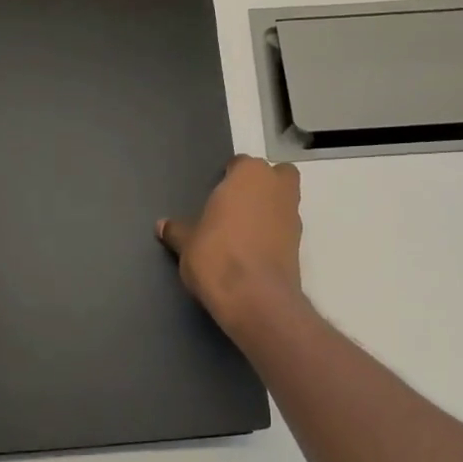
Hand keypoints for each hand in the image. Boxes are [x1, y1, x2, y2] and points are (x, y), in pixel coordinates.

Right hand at [158, 155, 302, 330]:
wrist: (254, 297)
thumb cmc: (216, 256)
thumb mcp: (187, 243)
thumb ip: (177, 230)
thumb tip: (162, 226)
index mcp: (249, 174)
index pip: (240, 164)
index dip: (228, 179)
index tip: (215, 198)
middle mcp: (276, 187)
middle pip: (275, 176)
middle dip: (261, 186)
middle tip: (237, 207)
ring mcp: (293, 215)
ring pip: (283, 201)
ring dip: (269, 210)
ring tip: (242, 234)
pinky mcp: (300, 243)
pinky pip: (284, 229)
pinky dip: (273, 234)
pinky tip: (253, 252)